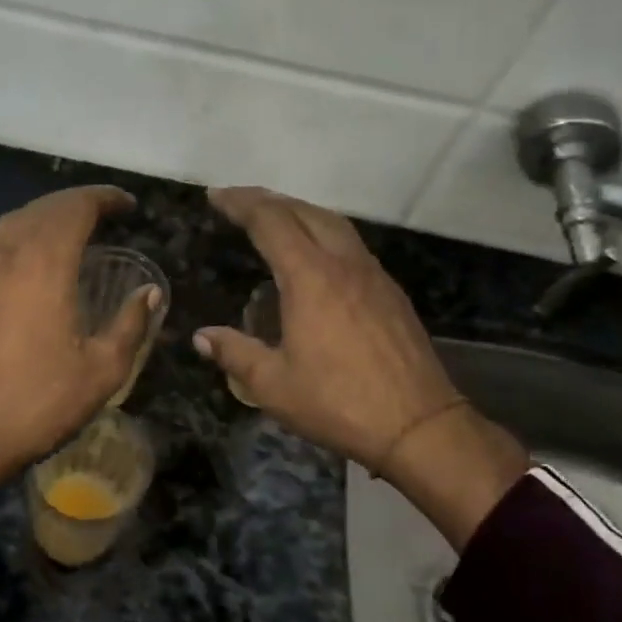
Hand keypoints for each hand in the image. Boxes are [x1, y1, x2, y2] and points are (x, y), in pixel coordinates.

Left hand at [0, 185, 159, 552]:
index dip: (105, 198)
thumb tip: (148, 293)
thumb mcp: (101, 371)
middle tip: (107, 214)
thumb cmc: (35, 401)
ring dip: (47, 216)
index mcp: (43, 260)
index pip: (76, 206)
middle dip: (78, 203)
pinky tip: (33, 262)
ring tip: (73, 232)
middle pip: (44, 207)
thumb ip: (130, 325)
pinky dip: (22, 236)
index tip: (129, 205)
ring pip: (15, 221)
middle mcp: (6, 250)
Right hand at [194, 187, 527, 545]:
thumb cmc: (338, 403)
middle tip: (238, 200)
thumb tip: (202, 338)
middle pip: (304, 211)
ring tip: (274, 216)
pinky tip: (316, 253)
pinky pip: (351, 243)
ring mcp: (373, 275)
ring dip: (299, 211)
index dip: (241, 204)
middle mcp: (344, 264)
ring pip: (333, 223)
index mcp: (311, 277)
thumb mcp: (274, 385)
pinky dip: (324, 232)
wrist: (419, 425)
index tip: (216, 196)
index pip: (271, 222)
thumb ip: (235, 354)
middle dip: (268, 199)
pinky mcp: (390, 292)